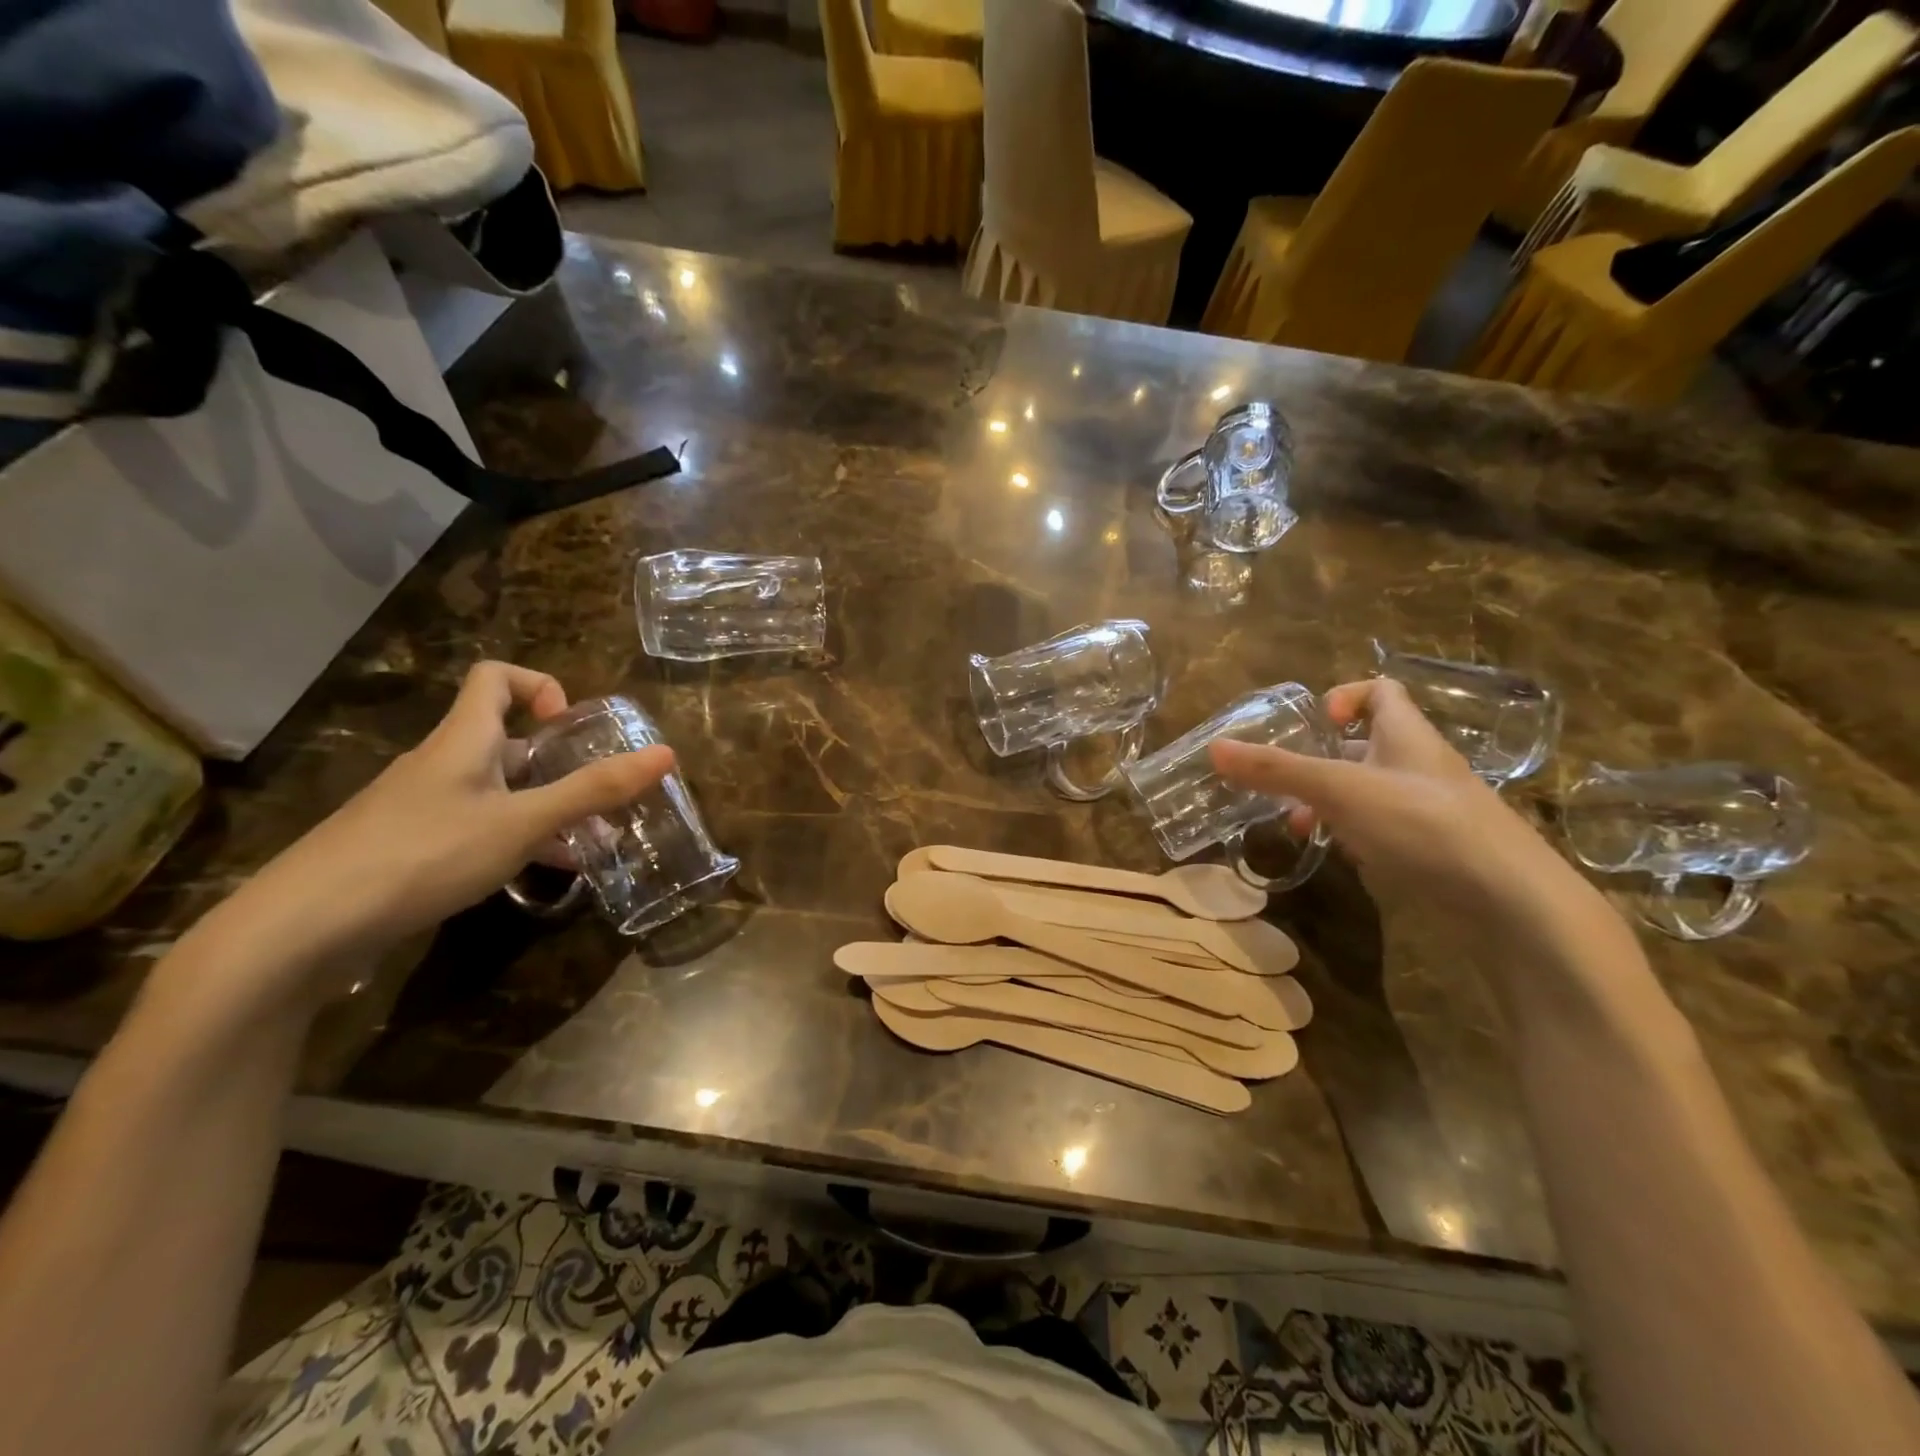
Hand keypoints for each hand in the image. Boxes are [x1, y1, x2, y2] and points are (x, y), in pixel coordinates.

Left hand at [241, 662, 673, 963]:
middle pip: (505, 739)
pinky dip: (513, 838)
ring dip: (542, 807)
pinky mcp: (406, 846)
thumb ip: (594, 790)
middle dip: (558, 763)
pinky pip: (474, 825)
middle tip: (598, 798)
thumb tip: (666, 753)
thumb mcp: (523, 822)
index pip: (496, 677)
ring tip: (585, 844)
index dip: (540, 686)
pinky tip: (537, 875)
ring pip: (495, 790)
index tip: (570, 727)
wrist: (302, 927)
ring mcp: (418, 806)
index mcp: (463, 739)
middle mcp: (439, 763)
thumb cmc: (424, 854)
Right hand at [1208, 679, 1603, 940]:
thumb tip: (1213, 748)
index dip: (1345, 696)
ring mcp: (1429, 811)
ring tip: (1298, 825)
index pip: (1382, 692)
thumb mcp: (1339, 790)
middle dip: (1321, 760)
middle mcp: (1419, 767)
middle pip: (1366, 746)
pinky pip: (1383, 830)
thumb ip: (1276, 770)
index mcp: (1407, 736)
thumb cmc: (1423, 824)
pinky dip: (1354, 834)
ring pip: (1370, 792)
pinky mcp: (1433, 851)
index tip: (1315, 724)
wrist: (1510, 903)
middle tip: (1283, 782)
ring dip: (1330, 802)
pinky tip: (1338, 854)